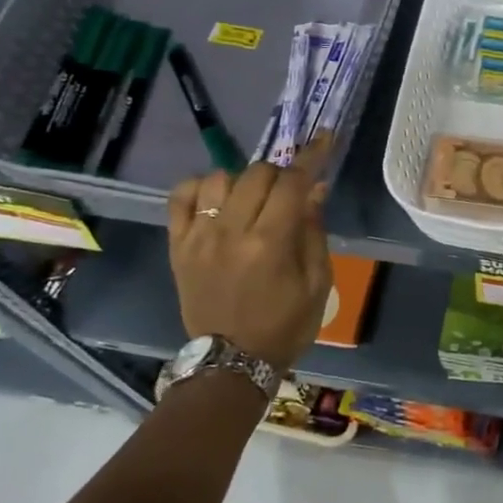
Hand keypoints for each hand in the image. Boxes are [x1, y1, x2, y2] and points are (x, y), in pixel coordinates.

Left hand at [165, 140, 332, 371]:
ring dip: (243, 180)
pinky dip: (200, 187)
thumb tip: (314, 188)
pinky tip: (217, 200)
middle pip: (257, 173)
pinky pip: (180, 197)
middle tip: (288, 194)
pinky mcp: (178, 246)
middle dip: (280, 174)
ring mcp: (199, 238)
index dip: (312, 156)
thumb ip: (314, 230)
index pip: (292, 182)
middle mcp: (232, 232)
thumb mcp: (318, 282)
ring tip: (252, 199)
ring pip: (220, 178)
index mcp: (271, 243)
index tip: (324, 139)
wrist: (231, 363)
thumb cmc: (285, 325)